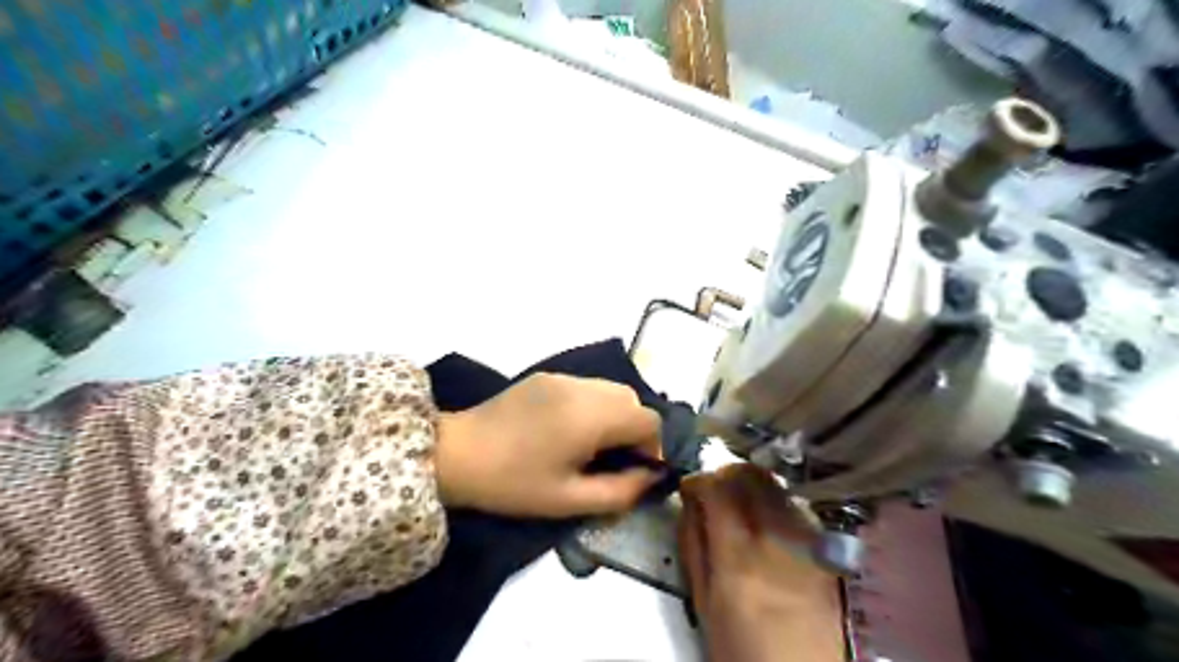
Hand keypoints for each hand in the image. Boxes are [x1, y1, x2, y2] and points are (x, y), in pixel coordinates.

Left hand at [434, 371, 660, 517]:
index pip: (648, 420)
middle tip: (612, 459)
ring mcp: (563, 377)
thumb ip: (620, 491)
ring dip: (615, 415)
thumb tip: (651, 477)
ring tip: (591, 444)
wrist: (456, 455)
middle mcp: (583, 388)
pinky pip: (587, 386)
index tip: (633, 471)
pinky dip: (593, 405)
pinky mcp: (546, 376)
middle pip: (632, 400)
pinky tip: (568, 428)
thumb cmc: (513, 483)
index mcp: (591, 416)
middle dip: (634, 429)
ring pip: (611, 389)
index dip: (651, 447)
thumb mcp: (569, 500)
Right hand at [681, 464, 847, 660]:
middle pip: (752, 476)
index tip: (690, 487)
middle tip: (715, 487)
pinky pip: (798, 506)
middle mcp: (776, 539)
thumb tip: (688, 504)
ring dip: (752, 484)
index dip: (699, 479)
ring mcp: (808, 542)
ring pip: (777, 485)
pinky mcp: (828, 549)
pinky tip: (770, 521)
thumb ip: (693, 548)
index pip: (718, 489)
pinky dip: (777, 501)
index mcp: (738, 557)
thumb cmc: (743, 649)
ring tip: (741, 501)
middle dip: (726, 472)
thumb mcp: (704, 605)